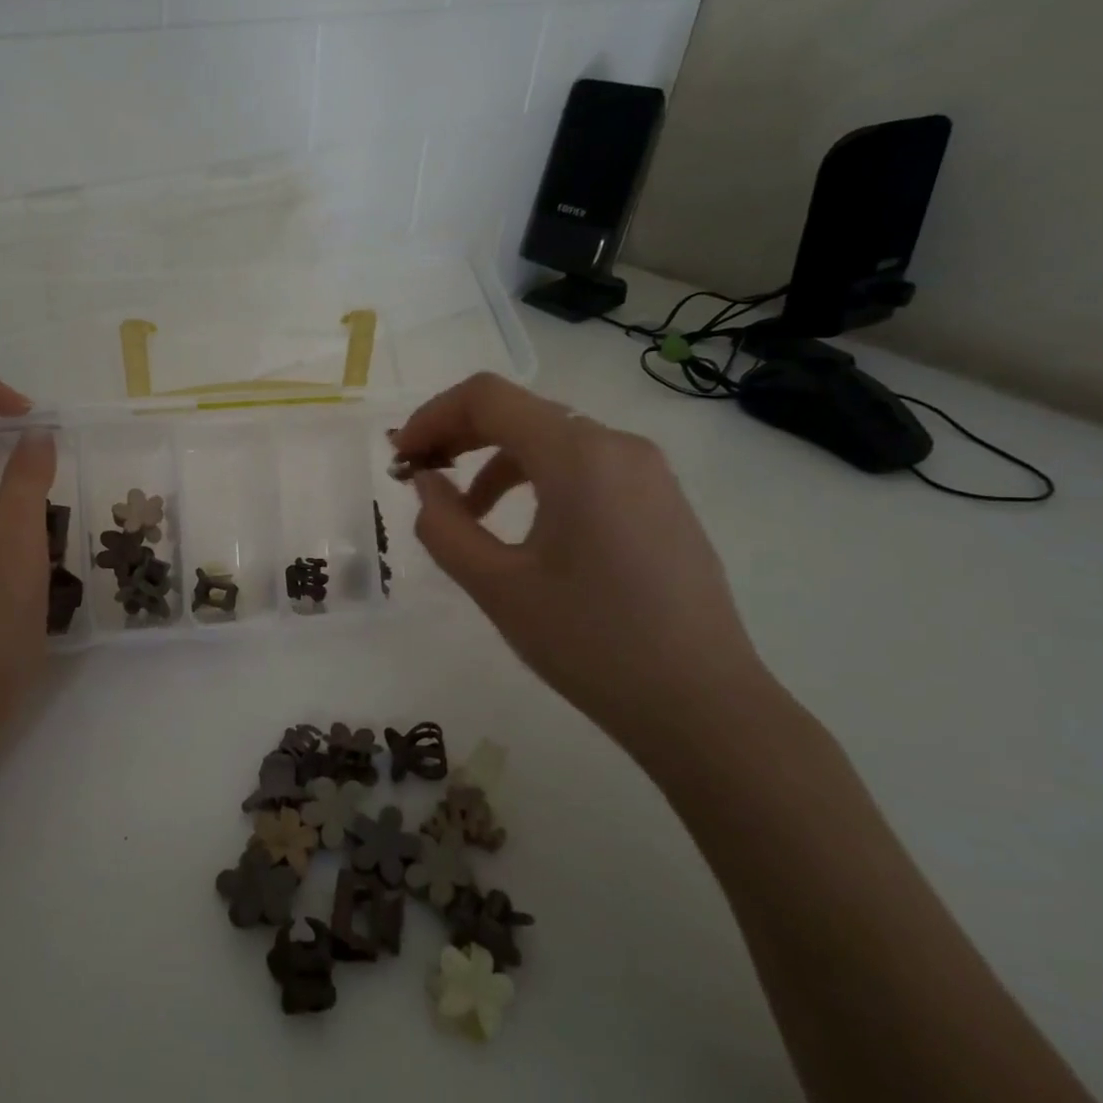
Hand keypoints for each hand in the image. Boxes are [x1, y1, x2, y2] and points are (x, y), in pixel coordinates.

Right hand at [394, 373, 776, 754]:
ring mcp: (647, 472)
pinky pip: (584, 466)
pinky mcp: (661, 500)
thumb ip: (444, 525)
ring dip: (495, 461)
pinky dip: (536, 478)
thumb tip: (427, 483)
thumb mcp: (497, 586)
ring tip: (465, 512)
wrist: (702, 705)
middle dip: (459, 436)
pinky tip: (522, 527)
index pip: (487, 397)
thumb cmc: (590, 642)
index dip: (431, 417)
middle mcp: (617, 446)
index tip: (400, 459)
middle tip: (419, 477)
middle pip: (520, 412)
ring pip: (552, 439)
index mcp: (578, 456)